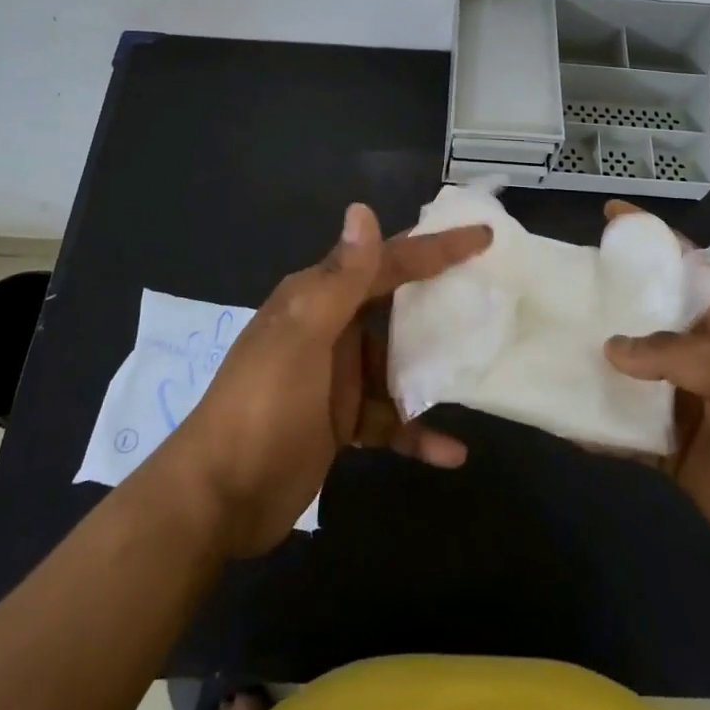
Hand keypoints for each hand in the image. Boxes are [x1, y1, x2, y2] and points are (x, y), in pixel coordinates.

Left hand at [155, 203, 490, 557]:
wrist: (216, 499)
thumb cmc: (262, 407)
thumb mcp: (302, 337)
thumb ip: (340, 279)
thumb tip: (362, 209)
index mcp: (319, 298)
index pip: (386, 261)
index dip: (434, 247)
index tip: (482, 237)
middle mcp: (330, 327)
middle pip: (397, 305)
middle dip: (441, 300)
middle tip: (493, 295)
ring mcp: (337, 376)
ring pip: (398, 362)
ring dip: (434, 369)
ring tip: (482, 369)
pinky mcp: (341, 421)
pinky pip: (389, 418)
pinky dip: (417, 431)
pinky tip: (452, 451)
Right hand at [600, 202, 709, 634]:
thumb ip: (677, 355)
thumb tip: (610, 347)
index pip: (685, 267)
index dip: (651, 238)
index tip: (609, 215)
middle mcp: (696, 355)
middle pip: (643, 315)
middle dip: (605, 298)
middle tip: (558, 282)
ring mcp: (679, 399)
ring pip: (625, 369)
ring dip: (591, 360)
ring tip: (546, 341)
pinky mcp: (665, 444)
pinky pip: (621, 426)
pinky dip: (593, 422)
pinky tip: (562, 414)